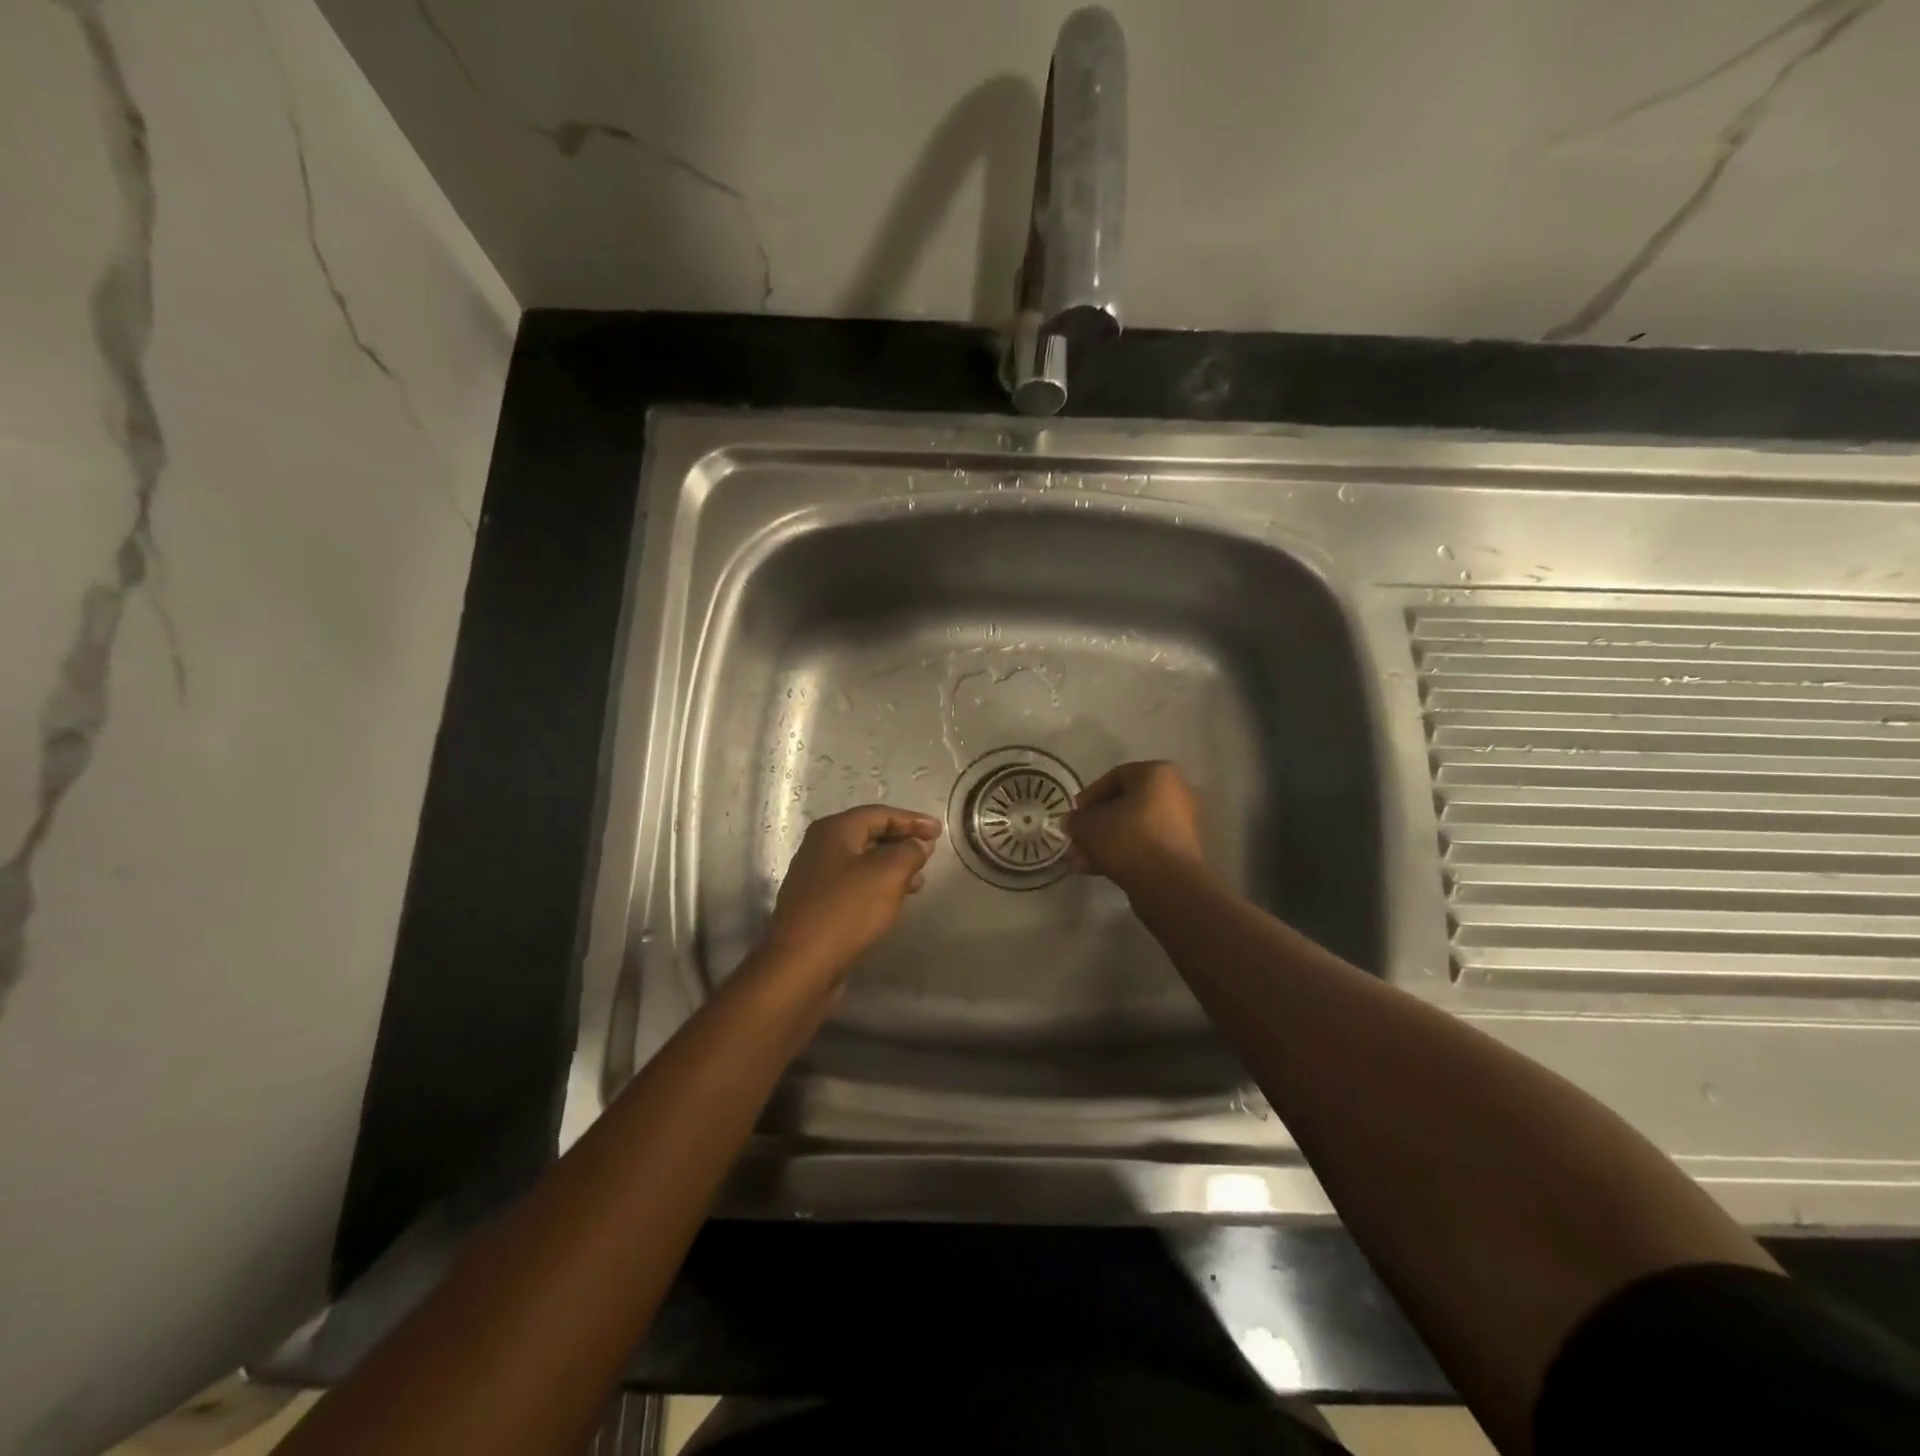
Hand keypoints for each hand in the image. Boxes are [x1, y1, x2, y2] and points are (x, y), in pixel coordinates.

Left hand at [761, 806, 941, 980]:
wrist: (800, 966)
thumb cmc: (846, 910)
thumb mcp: (888, 874)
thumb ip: (909, 852)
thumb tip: (918, 845)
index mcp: (833, 831)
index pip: (879, 814)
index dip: (911, 820)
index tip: (938, 830)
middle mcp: (819, 848)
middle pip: (868, 836)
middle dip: (901, 842)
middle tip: (929, 853)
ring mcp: (814, 879)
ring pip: (861, 863)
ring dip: (892, 868)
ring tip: (919, 881)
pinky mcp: (816, 907)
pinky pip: (853, 887)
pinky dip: (877, 888)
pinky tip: (893, 903)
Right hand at [1064, 761, 1207, 893]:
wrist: (1168, 884)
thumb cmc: (1127, 839)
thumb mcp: (1088, 826)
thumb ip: (1076, 820)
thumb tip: (1071, 822)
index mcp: (1156, 774)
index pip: (1114, 777)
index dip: (1088, 796)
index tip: (1074, 814)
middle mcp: (1175, 792)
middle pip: (1125, 805)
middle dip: (1096, 824)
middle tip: (1076, 840)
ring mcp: (1182, 823)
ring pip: (1134, 828)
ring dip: (1106, 842)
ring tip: (1082, 861)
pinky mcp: (1182, 850)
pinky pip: (1147, 844)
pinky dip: (1124, 853)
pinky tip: (1099, 870)